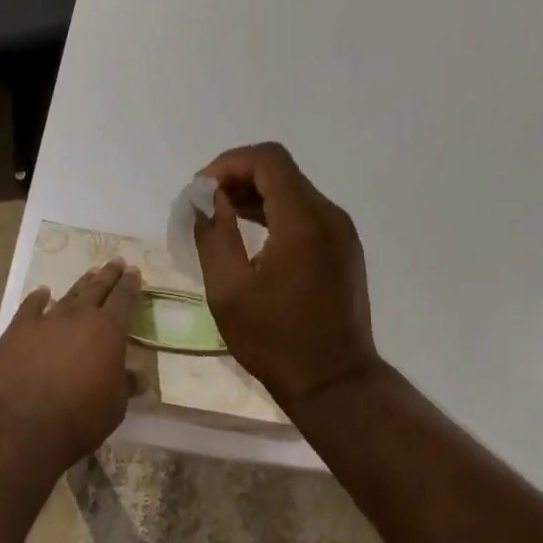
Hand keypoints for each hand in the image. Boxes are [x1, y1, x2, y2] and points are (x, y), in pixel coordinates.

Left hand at [0, 260, 141, 467]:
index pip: (124, 299)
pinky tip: (42, 292)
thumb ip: (125, 384)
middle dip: (110, 274)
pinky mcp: (19, 328)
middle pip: (98, 288)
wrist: (24, 425)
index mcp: (109, 330)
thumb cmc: (79, 417)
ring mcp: (47, 319)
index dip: (131, 284)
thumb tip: (135, 376)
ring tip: (91, 273)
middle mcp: (80, 316)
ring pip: (69, 293)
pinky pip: (31, 305)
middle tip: (117, 262)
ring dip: (82, 283)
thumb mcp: (115, 405)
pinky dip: (39, 297)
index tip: (135, 272)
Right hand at [194, 143, 381, 407]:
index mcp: (304, 221)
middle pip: (281, 171)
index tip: (201, 190)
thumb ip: (214, 235)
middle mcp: (329, 216)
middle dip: (238, 176)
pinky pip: (305, 212)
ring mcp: (340, 232)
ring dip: (255, 193)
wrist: (335, 383)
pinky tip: (249, 232)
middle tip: (204, 203)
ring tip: (219, 215)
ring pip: (293, 190)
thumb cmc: (276, 341)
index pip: (268, 160)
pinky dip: (274, 211)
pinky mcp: (342, 248)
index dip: (229, 163)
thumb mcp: (228, 291)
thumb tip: (207, 200)